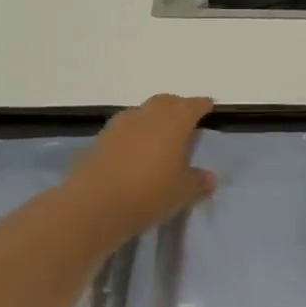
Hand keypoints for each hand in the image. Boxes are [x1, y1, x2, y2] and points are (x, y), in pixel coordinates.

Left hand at [66, 95, 216, 246]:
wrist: (95, 205)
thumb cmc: (150, 192)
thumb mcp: (183, 192)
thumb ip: (199, 181)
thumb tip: (210, 177)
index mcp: (175, 120)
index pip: (194, 105)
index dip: (203, 106)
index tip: (209, 109)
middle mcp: (148, 114)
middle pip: (166, 102)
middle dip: (177, 108)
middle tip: (185, 123)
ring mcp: (120, 124)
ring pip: (142, 113)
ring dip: (153, 120)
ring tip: (159, 139)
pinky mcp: (99, 139)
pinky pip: (124, 130)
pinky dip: (133, 136)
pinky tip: (135, 153)